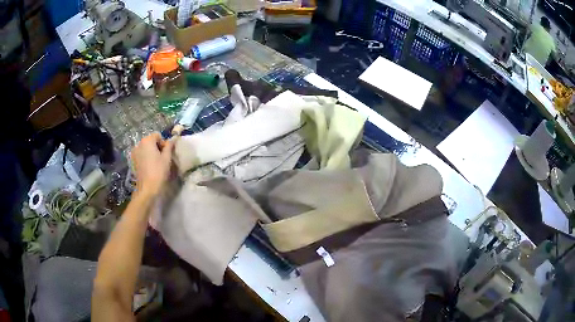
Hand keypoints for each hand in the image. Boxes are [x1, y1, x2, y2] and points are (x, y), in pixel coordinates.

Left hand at [131, 133, 173, 197]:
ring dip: (151, 152)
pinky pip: (141, 155)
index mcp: (147, 141)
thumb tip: (173, 138)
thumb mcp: (167, 158)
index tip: (166, 153)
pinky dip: (146, 158)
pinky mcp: (133, 161)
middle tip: (162, 159)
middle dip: (157, 147)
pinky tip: (149, 167)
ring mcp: (134, 153)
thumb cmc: (158, 171)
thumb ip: (169, 146)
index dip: (163, 143)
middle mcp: (139, 144)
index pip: (157, 135)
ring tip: (156, 163)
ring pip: (145, 148)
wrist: (147, 188)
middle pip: (150, 141)